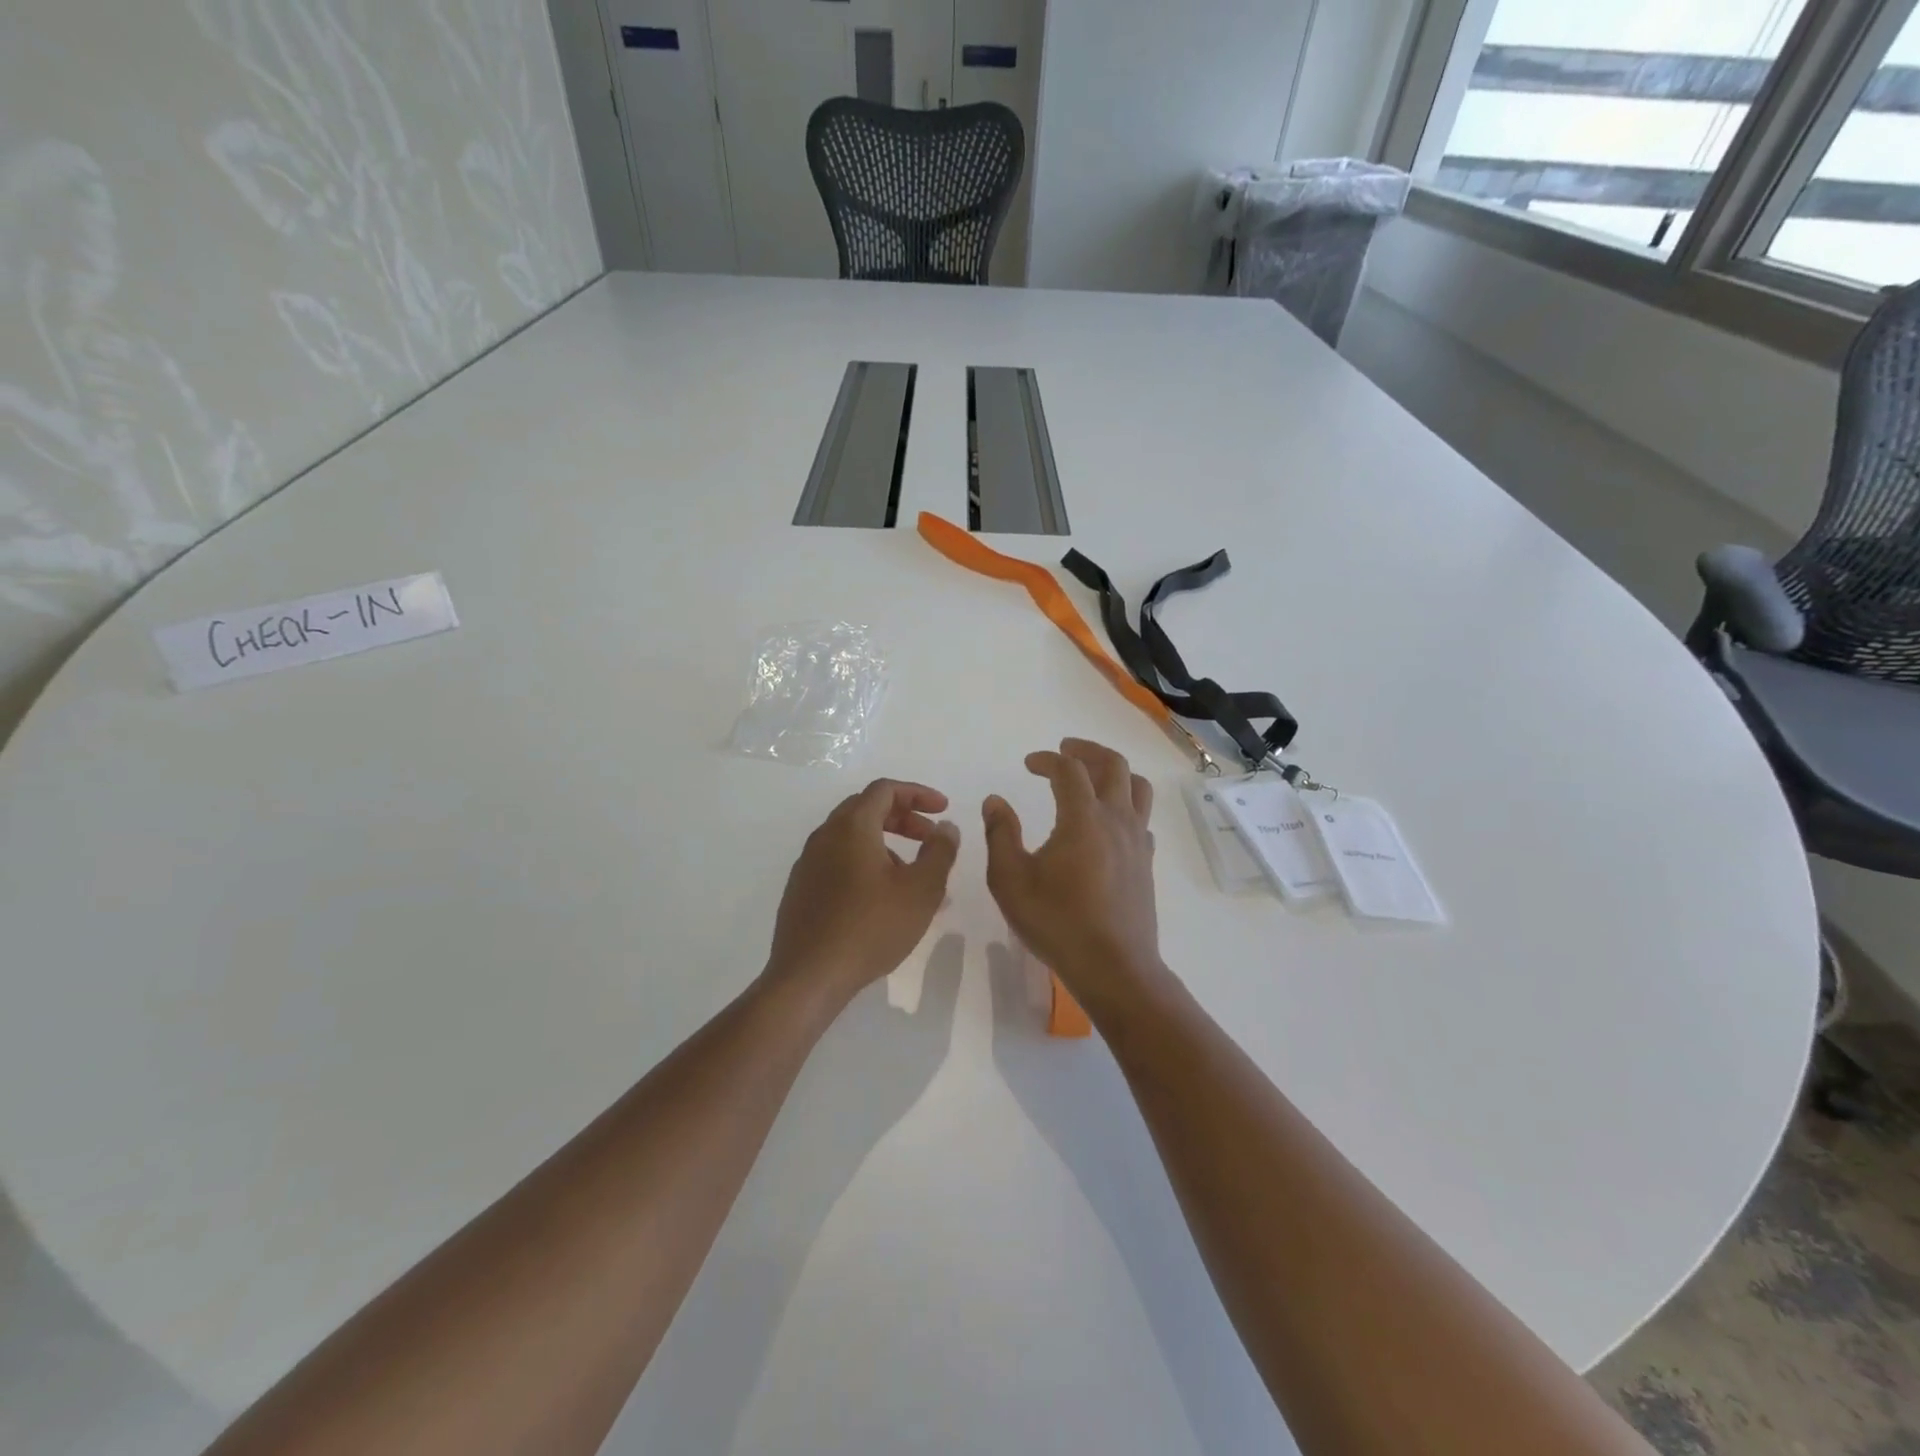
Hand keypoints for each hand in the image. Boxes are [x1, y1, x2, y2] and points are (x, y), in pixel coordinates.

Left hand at [765, 780, 960, 1009]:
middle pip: (866, 809)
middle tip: (930, 838)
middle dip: (903, 817)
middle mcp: (825, 836)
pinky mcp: (801, 889)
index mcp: (852, 827)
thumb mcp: (921, 890)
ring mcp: (808, 863)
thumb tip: (946, 827)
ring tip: (912, 876)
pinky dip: (865, 863)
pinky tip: (882, 898)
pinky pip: (838, 861)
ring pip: (852, 837)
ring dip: (886, 844)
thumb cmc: (871, 928)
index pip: (885, 790)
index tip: (943, 810)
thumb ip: (940, 852)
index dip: (918, 793)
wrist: (809, 977)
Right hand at [982, 739, 1163, 1006]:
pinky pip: (1141, 817)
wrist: (1114, 967)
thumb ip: (1000, 835)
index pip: (1068, 769)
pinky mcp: (1145, 862)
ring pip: (1136, 787)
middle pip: (1113, 765)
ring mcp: (1137, 840)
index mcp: (1083, 818)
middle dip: (1087, 750)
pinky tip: (1107, 821)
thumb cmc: (1057, 922)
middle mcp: (1116, 820)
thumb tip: (995, 801)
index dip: (1047, 759)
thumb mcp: (1011, 881)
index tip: (1028, 764)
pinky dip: (1125, 804)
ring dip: (1114, 771)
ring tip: (1092, 775)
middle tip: (1065, 750)